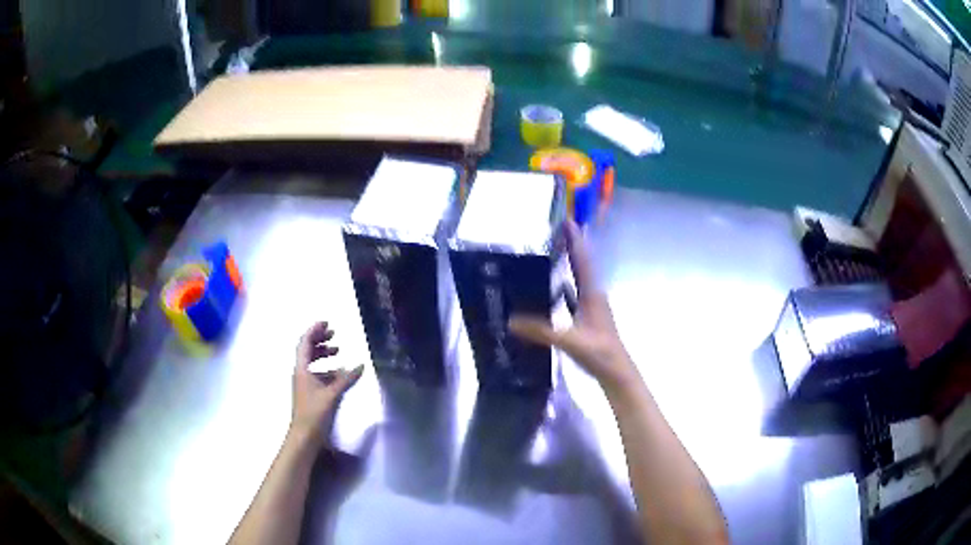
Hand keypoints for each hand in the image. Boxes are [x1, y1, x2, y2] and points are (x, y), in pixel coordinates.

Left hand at [290, 321, 362, 448]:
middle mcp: (301, 373)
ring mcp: (304, 383)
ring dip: (323, 354)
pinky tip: (339, 374)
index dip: (314, 331)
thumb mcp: (332, 394)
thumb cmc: (314, 413)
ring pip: (312, 362)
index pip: (305, 343)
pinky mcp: (310, 393)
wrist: (304, 436)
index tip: (327, 323)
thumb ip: (346, 379)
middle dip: (320, 340)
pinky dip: (327, 369)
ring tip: (338, 351)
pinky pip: (317, 374)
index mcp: (302, 369)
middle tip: (333, 333)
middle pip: (307, 350)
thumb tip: (360, 365)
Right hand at [509, 221, 638, 393]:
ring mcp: (591, 308)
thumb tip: (511, 320)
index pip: (583, 260)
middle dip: (571, 246)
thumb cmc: (599, 353)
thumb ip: (542, 331)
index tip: (567, 220)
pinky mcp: (587, 319)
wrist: (617, 373)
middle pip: (582, 264)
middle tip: (555, 230)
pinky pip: (573, 296)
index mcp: (592, 294)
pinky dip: (564, 287)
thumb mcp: (570, 341)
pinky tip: (552, 289)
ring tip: (551, 253)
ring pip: (578, 279)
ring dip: (568, 264)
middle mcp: (593, 296)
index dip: (575, 240)